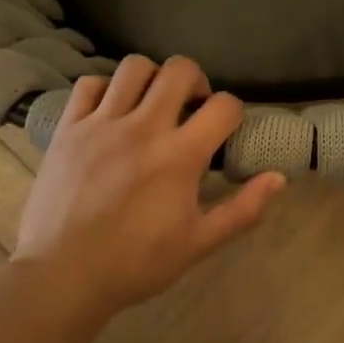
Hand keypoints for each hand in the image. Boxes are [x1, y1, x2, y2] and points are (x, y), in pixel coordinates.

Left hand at [14, 56, 285, 321]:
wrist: (63, 275)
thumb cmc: (136, 263)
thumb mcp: (199, 243)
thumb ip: (243, 210)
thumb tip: (279, 178)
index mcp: (180, 155)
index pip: (224, 106)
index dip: (234, 112)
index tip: (226, 130)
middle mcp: (143, 127)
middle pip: (179, 70)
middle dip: (196, 81)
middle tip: (192, 107)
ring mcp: (101, 124)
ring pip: (133, 67)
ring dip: (152, 78)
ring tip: (152, 103)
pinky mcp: (68, 128)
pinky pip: (89, 85)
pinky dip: (106, 89)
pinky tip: (112, 112)